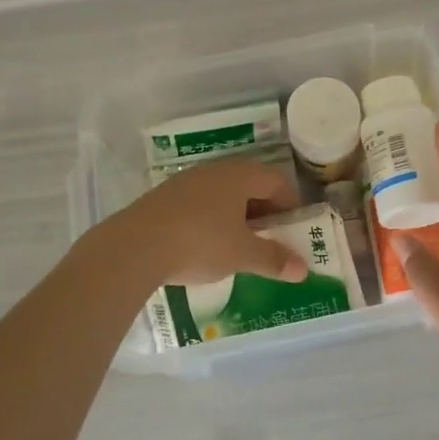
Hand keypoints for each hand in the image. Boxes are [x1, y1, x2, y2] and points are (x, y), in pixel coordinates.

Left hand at [106, 158, 307, 286]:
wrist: (135, 246)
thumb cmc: (200, 243)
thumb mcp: (242, 255)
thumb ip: (274, 259)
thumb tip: (303, 269)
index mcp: (240, 175)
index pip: (276, 180)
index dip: (291, 203)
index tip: (295, 228)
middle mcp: (215, 170)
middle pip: (249, 184)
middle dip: (264, 210)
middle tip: (271, 237)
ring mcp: (186, 181)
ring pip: (222, 193)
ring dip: (236, 215)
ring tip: (239, 244)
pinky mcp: (164, 196)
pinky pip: (199, 203)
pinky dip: (211, 219)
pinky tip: (205, 244)